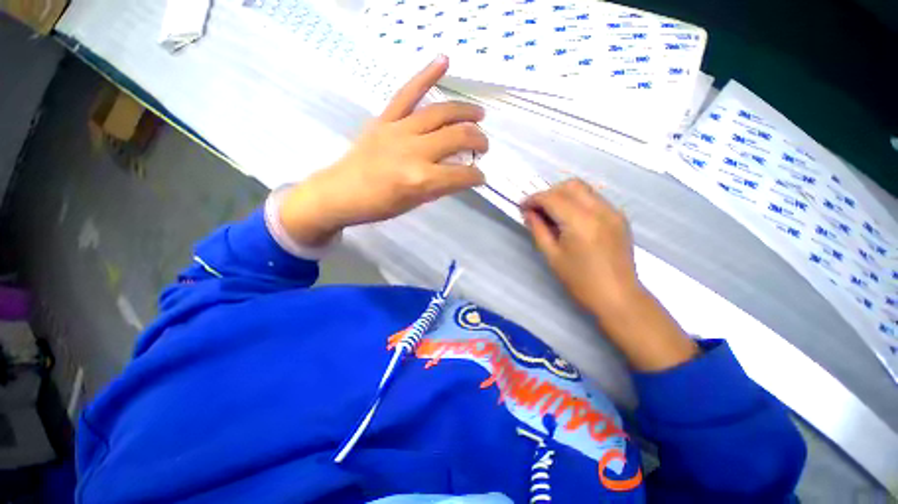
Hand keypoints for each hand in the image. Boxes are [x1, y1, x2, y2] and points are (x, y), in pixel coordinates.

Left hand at [278, 55, 487, 245]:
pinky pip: (407, 93)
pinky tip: (444, 61)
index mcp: (421, 180)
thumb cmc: (379, 206)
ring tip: (479, 114)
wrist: (340, 192)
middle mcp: (414, 151)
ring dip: (465, 112)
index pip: (461, 174)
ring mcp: (399, 130)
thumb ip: (439, 187)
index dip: (476, 176)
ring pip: (440, 113)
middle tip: (484, 145)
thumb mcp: (415, 204)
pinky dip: (426, 75)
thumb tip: (458, 174)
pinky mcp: (385, 119)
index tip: (480, 177)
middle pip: (457, 137)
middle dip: (478, 140)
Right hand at [523, 179, 697, 371]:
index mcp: (580, 222)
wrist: (618, 297)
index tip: (522, 207)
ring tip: (551, 213)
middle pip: (570, 185)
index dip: (533, 199)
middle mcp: (600, 210)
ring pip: (584, 189)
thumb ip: (538, 229)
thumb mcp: (552, 256)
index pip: (552, 198)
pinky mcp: (619, 217)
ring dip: (563, 195)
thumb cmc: (580, 281)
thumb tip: (528, 213)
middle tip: (536, 209)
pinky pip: (594, 199)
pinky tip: (570, 218)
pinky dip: (577, 201)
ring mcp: (613, 211)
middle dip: (549, 192)